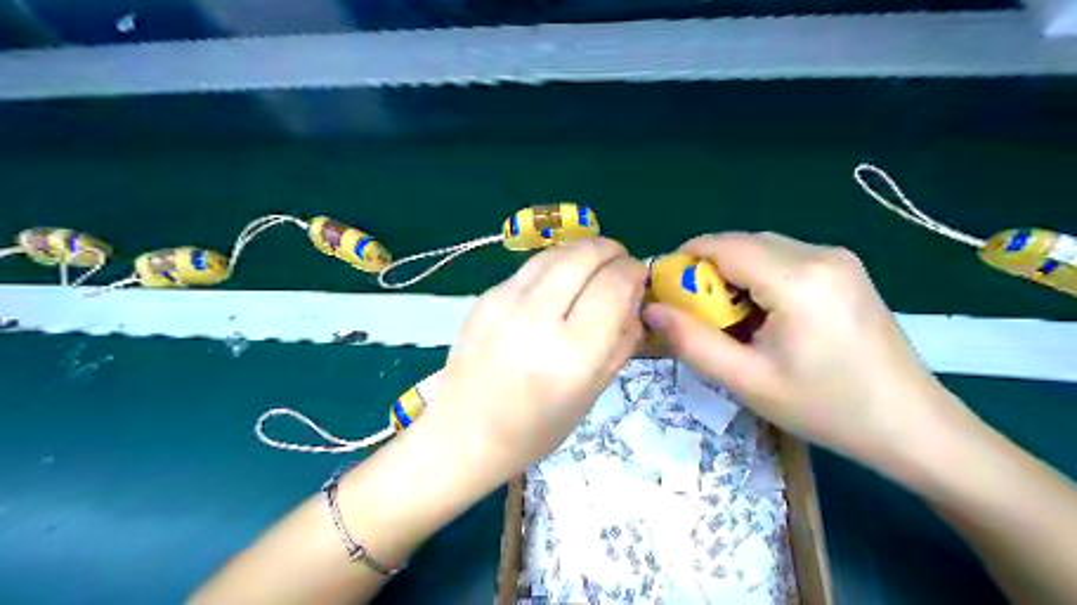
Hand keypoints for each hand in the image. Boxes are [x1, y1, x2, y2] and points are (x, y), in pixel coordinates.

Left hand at [428, 236, 646, 480]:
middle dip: (611, 251)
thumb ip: (621, 340)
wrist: (465, 433)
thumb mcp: (593, 392)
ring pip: (556, 252)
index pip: (613, 284)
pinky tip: (559, 283)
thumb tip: (633, 297)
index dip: (633, 272)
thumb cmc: (537, 427)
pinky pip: (531, 267)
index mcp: (572, 353)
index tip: (638, 277)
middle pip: (584, 255)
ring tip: (593, 267)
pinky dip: (556, 266)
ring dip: (583, 251)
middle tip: (619, 264)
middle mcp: (536, 318)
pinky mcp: (484, 297)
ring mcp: (504, 302)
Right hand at [637, 232, 959, 466]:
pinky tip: (761, 314)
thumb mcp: (747, 381)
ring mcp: (838, 258)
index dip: (684, 261)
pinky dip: (758, 277)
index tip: (665, 291)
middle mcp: (820, 254)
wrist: (911, 425)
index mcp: (798, 279)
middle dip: (707, 270)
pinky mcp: (845, 269)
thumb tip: (649, 310)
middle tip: (694, 313)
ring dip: (733, 274)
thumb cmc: (826, 408)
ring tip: (727, 318)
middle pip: (741, 243)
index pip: (722, 245)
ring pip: (762, 248)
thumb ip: (691, 342)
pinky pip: (784, 258)